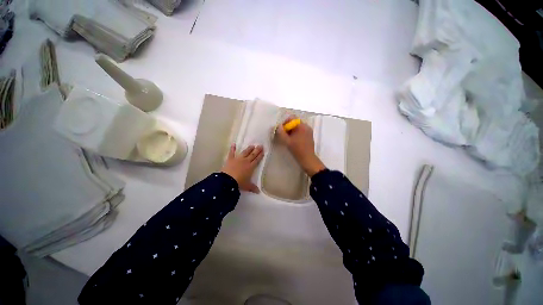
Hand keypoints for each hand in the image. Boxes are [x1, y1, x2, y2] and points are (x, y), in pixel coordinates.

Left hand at [221, 144, 263, 192]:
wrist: (228, 180)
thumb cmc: (239, 183)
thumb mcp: (247, 186)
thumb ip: (253, 187)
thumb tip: (258, 192)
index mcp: (251, 167)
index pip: (257, 160)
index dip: (260, 155)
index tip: (263, 151)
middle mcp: (246, 161)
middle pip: (253, 154)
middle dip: (257, 150)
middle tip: (260, 145)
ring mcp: (238, 159)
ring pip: (245, 152)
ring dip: (249, 149)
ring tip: (252, 145)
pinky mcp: (231, 159)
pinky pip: (232, 153)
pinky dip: (232, 148)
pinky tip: (233, 144)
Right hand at [276, 116, 325, 176]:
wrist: (307, 159)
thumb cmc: (297, 149)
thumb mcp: (287, 141)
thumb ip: (281, 132)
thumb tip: (278, 126)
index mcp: (302, 126)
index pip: (292, 118)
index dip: (285, 123)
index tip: (281, 130)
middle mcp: (307, 126)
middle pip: (294, 123)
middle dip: (287, 128)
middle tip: (283, 136)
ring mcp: (309, 131)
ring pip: (297, 128)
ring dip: (291, 132)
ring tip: (288, 139)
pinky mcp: (309, 136)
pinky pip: (301, 132)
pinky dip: (295, 134)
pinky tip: (293, 141)